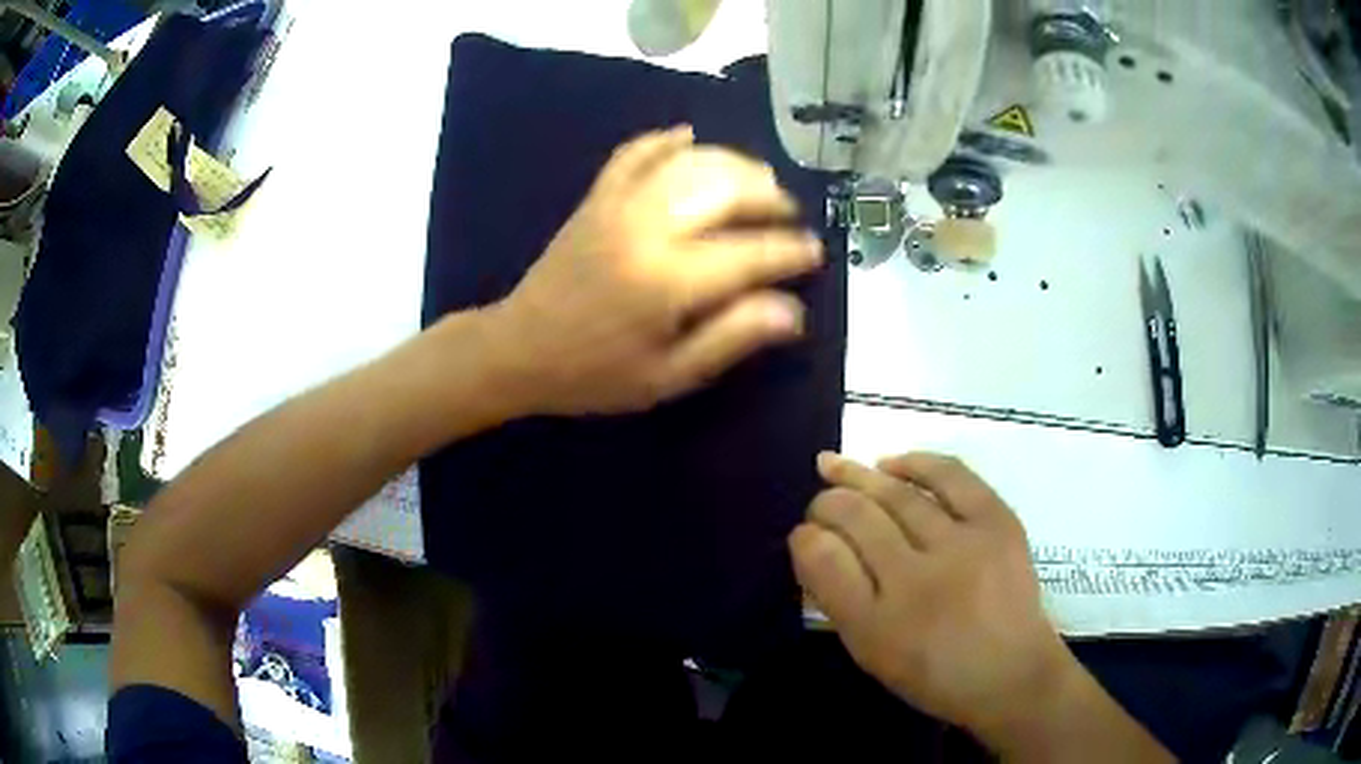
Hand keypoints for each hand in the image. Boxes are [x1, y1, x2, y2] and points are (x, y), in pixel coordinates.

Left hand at [489, 126, 822, 415]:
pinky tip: (687, 136)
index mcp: (667, 280)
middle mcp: (647, 228)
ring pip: (687, 163)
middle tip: (790, 214)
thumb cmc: (594, 374)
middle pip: (724, 191)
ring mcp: (618, 206)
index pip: (749, 253)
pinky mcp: (595, 199)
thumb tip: (792, 311)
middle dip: (768, 198)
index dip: (789, 251)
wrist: (518, 351)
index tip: (815, 253)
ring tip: (760, 180)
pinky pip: (632, 155)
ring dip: (732, 164)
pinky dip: (663, 141)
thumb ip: (730, 338)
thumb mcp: (667, 377)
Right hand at [789, 452, 1073, 744]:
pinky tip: (891, 462)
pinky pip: (951, 476)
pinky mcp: (997, 522)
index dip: (805, 538)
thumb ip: (838, 600)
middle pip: (857, 518)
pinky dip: (917, 462)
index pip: (824, 560)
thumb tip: (811, 546)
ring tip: (835, 465)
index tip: (802, 534)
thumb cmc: (935, 675)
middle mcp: (918, 580)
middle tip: (818, 502)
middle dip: (826, 503)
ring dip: (859, 475)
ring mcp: (963, 545)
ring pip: (897, 494)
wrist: (1011, 673)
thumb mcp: (872, 654)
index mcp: (879, 626)